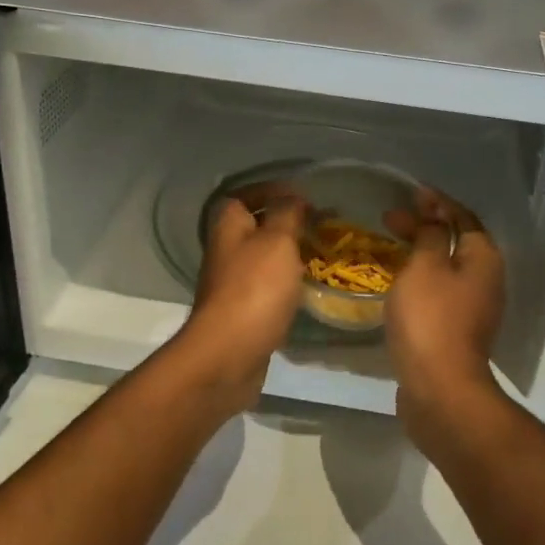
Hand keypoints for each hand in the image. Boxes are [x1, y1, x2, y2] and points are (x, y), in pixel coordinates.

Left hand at [176, 187, 308, 411]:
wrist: (229, 354)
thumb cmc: (255, 288)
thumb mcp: (277, 240)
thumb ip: (287, 214)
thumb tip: (293, 198)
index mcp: (228, 224)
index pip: (245, 194)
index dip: (272, 190)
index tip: (303, 196)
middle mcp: (225, 249)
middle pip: (255, 225)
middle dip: (285, 222)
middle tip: (318, 225)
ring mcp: (231, 282)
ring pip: (262, 256)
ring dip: (288, 253)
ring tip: (320, 253)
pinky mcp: (242, 310)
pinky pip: (266, 285)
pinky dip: (286, 281)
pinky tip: (307, 286)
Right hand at [382, 188, 506, 440]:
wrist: (440, 390)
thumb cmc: (431, 319)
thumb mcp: (425, 266)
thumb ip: (430, 234)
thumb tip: (435, 214)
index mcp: (483, 259)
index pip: (463, 217)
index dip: (437, 202)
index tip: (411, 193)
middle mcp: (486, 280)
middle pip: (455, 241)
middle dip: (425, 227)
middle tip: (390, 219)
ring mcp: (474, 309)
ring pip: (446, 268)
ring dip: (421, 253)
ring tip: (390, 246)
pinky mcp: (457, 331)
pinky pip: (439, 292)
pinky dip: (420, 279)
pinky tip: (397, 283)